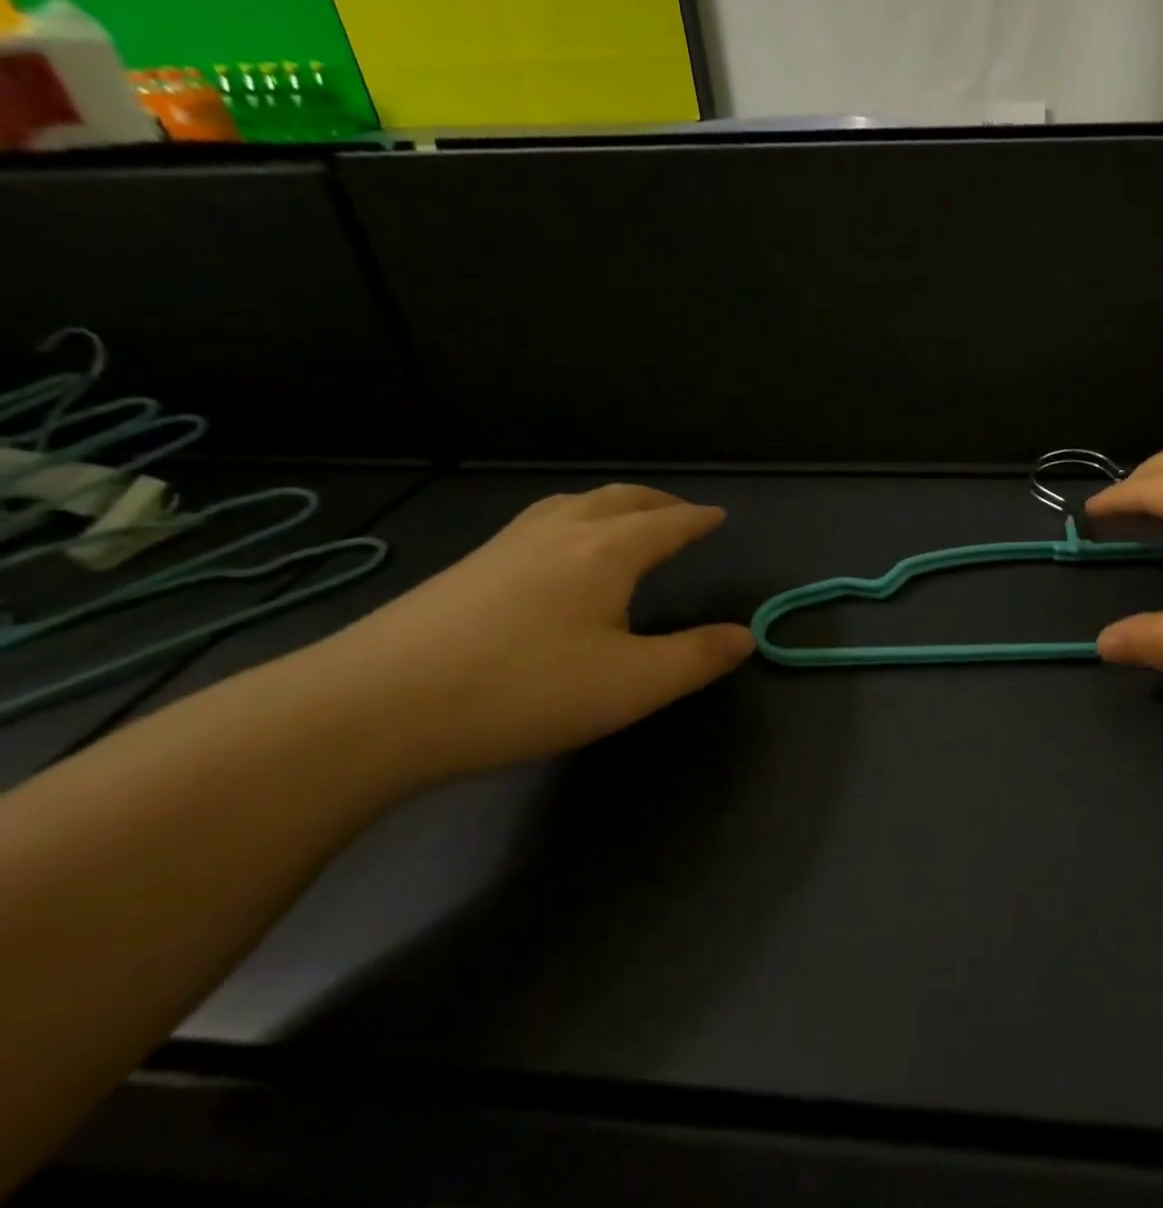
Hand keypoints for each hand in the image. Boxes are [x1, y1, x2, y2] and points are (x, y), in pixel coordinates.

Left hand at [293, 484, 753, 781]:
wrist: (372, 707)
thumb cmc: (521, 691)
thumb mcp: (630, 686)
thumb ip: (695, 658)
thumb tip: (746, 636)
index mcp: (606, 552)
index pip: (666, 523)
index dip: (697, 520)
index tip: (718, 517)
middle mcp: (559, 533)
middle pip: (619, 499)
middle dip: (658, 502)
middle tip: (680, 513)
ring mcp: (505, 546)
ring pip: (572, 504)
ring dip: (612, 504)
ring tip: (625, 520)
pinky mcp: (466, 568)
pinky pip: (538, 521)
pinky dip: (571, 518)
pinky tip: (554, 551)